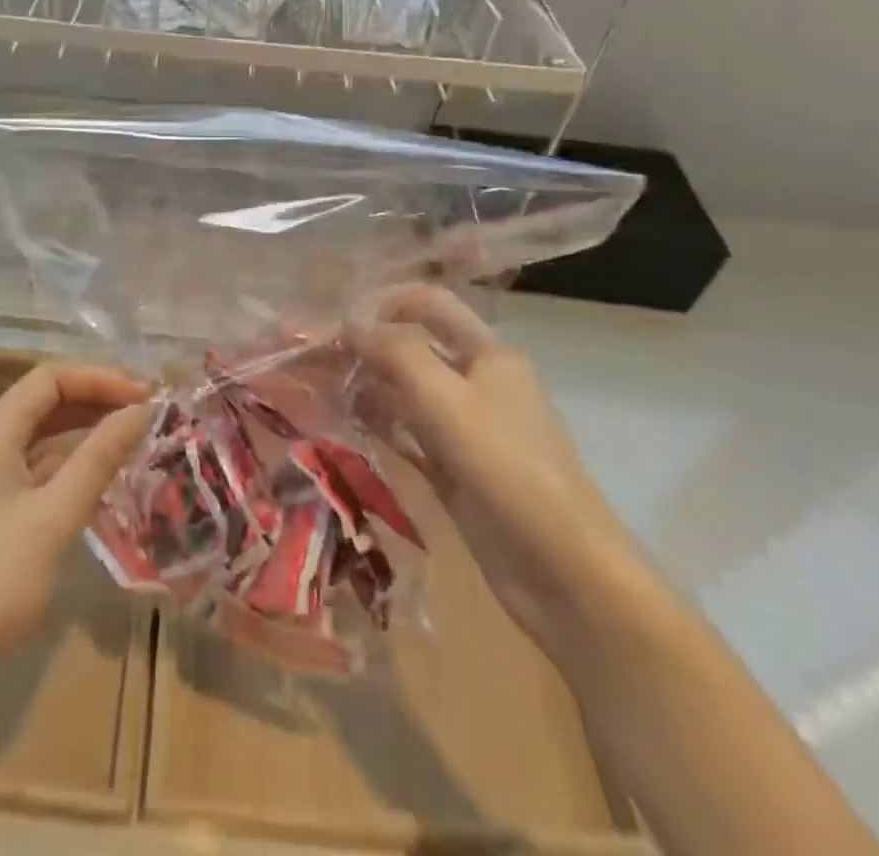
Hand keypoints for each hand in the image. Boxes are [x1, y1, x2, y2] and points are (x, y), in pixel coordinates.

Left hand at [0, 361, 151, 728]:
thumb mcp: (55, 516)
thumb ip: (99, 457)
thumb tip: (140, 410)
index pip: (50, 378)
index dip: (99, 378)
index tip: (144, 397)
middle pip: (46, 401)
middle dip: (97, 399)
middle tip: (147, 414)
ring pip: (44, 435)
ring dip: (87, 430)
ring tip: (134, 439)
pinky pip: (39, 468)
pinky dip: (73, 463)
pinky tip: (104, 478)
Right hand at [350, 284, 642, 650]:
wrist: (564, 574)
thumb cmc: (507, 468)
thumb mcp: (447, 399)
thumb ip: (396, 353)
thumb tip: (350, 323)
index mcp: (488, 353)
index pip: (429, 304)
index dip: (385, 304)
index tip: (339, 323)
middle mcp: (477, 382)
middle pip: (414, 348)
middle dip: (367, 347)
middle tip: (313, 358)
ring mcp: (466, 429)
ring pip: (406, 392)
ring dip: (367, 386)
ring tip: (318, 389)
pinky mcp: (454, 470)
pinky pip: (408, 434)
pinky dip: (379, 425)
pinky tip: (344, 424)